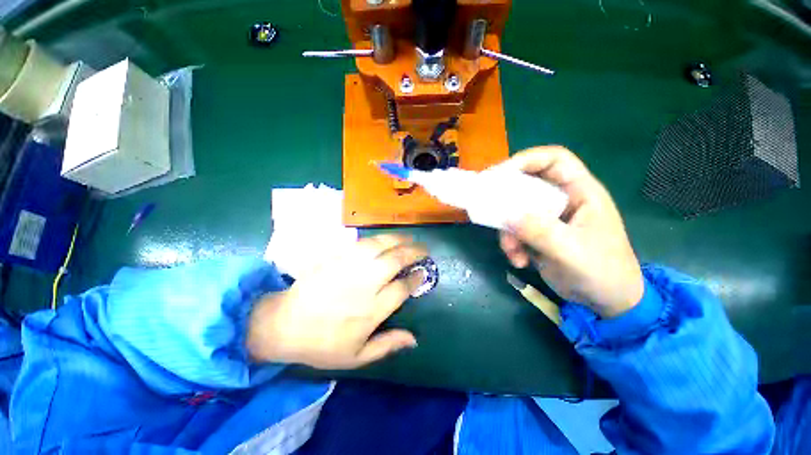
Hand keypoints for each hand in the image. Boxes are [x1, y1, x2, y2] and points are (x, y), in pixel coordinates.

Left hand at [247, 235, 426, 368]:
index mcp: (372, 310)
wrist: (285, 325)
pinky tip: (384, 238)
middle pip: (395, 261)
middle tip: (423, 249)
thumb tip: (414, 340)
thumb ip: (387, 346)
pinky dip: (377, 238)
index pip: (402, 288)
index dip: (416, 278)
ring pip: (379, 246)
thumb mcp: (356, 357)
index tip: (422, 272)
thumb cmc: (322, 344)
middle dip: (413, 252)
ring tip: (408, 237)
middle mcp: (365, 285)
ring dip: (397, 239)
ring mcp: (349, 268)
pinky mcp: (336, 258)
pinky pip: (361, 243)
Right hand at [496, 146, 643, 317]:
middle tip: (486, 209)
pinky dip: (511, 245)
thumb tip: (505, 214)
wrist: (607, 302)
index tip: (497, 176)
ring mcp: (548, 218)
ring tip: (513, 252)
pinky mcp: (538, 234)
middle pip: (526, 185)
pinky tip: (520, 261)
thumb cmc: (603, 272)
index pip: (554, 160)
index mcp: (581, 192)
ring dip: (507, 231)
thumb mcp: (572, 252)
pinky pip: (514, 231)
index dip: (525, 160)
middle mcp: (562, 200)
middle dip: (506, 200)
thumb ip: (540, 231)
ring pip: (515, 211)